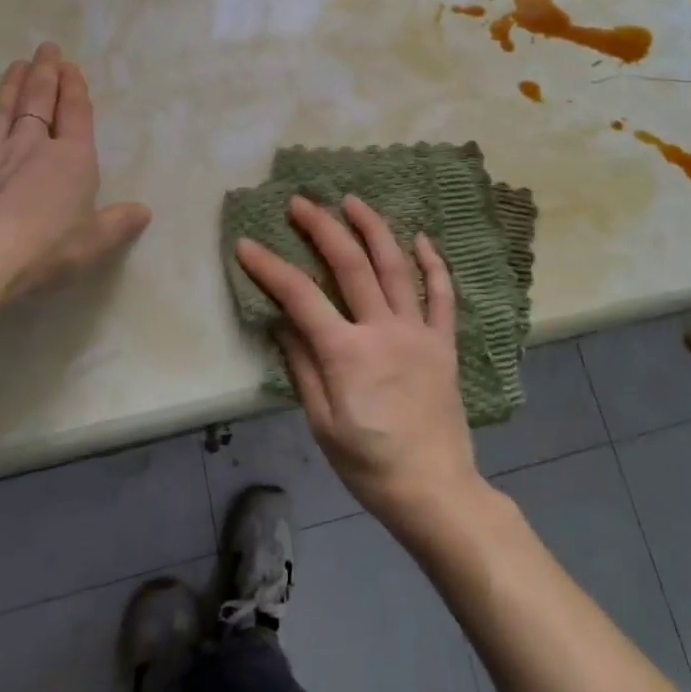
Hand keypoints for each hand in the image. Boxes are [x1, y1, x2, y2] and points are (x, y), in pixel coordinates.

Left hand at [0, 43, 150, 311]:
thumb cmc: (45, 248)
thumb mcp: (93, 242)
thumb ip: (117, 223)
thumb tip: (144, 212)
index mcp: (71, 158)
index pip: (75, 113)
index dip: (75, 89)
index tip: (70, 66)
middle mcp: (31, 145)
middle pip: (39, 100)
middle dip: (45, 73)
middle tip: (46, 49)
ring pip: (3, 108)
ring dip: (12, 84)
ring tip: (17, 65)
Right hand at [235, 195, 488, 540]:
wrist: (435, 490)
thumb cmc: (369, 464)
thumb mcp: (322, 423)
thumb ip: (302, 365)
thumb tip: (281, 320)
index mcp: (347, 352)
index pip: (300, 296)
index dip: (270, 267)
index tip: (247, 244)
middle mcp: (383, 329)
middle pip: (350, 264)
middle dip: (322, 227)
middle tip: (300, 202)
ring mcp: (418, 332)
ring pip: (396, 266)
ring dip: (373, 228)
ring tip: (352, 201)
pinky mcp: (443, 342)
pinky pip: (441, 295)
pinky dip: (433, 263)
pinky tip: (421, 238)